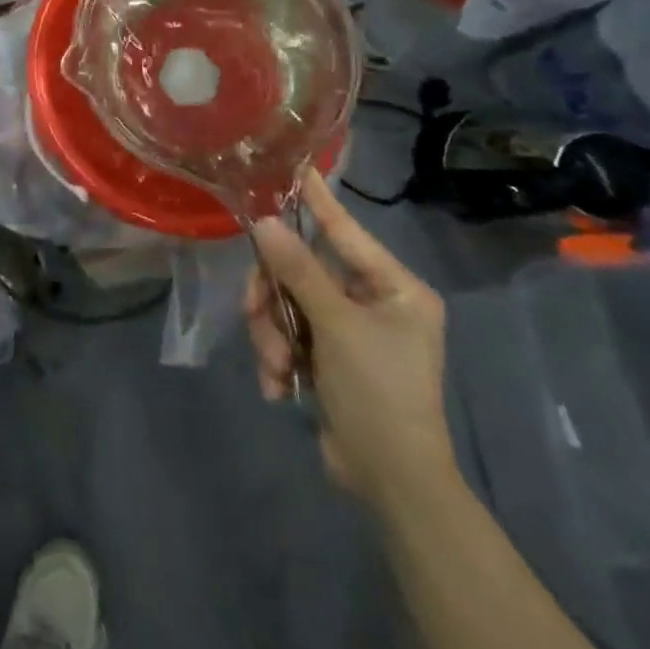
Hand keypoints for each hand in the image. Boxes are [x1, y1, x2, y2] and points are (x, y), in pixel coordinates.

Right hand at [245, 170, 455, 507]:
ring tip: (277, 368)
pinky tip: (280, 387)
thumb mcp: (336, 326)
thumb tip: (264, 223)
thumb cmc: (379, 392)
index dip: (318, 200)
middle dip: (275, 299)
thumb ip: (298, 271)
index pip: (346, 230)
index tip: (295, 166)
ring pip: (287, 304)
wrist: (391, 482)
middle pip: (302, 271)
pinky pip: (288, 335)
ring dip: (273, 334)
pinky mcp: (328, 357)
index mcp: (393, 288)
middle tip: (255, 315)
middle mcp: (373, 302)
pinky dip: (279, 358)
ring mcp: (349, 330)